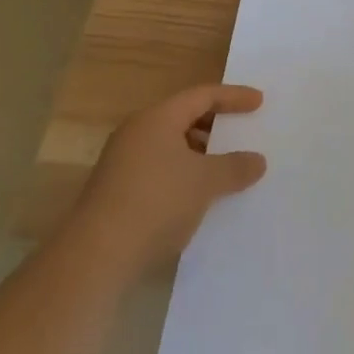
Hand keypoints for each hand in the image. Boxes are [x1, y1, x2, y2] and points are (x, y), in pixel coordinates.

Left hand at [72, 84, 267, 276]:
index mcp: (158, 118)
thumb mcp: (205, 182)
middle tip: (241, 132)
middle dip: (215, 125)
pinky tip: (196, 197)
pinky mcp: (115, 192)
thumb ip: (235, 167)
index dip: (233, 97)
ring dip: (198, 153)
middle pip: (183, 117)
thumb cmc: (156, 202)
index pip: (202, 95)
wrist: (95, 258)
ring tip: (223, 169)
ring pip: (170, 146)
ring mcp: (122, 163)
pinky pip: (158, 169)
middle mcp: (137, 132)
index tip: (259, 102)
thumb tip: (258, 160)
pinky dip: (182, 174)